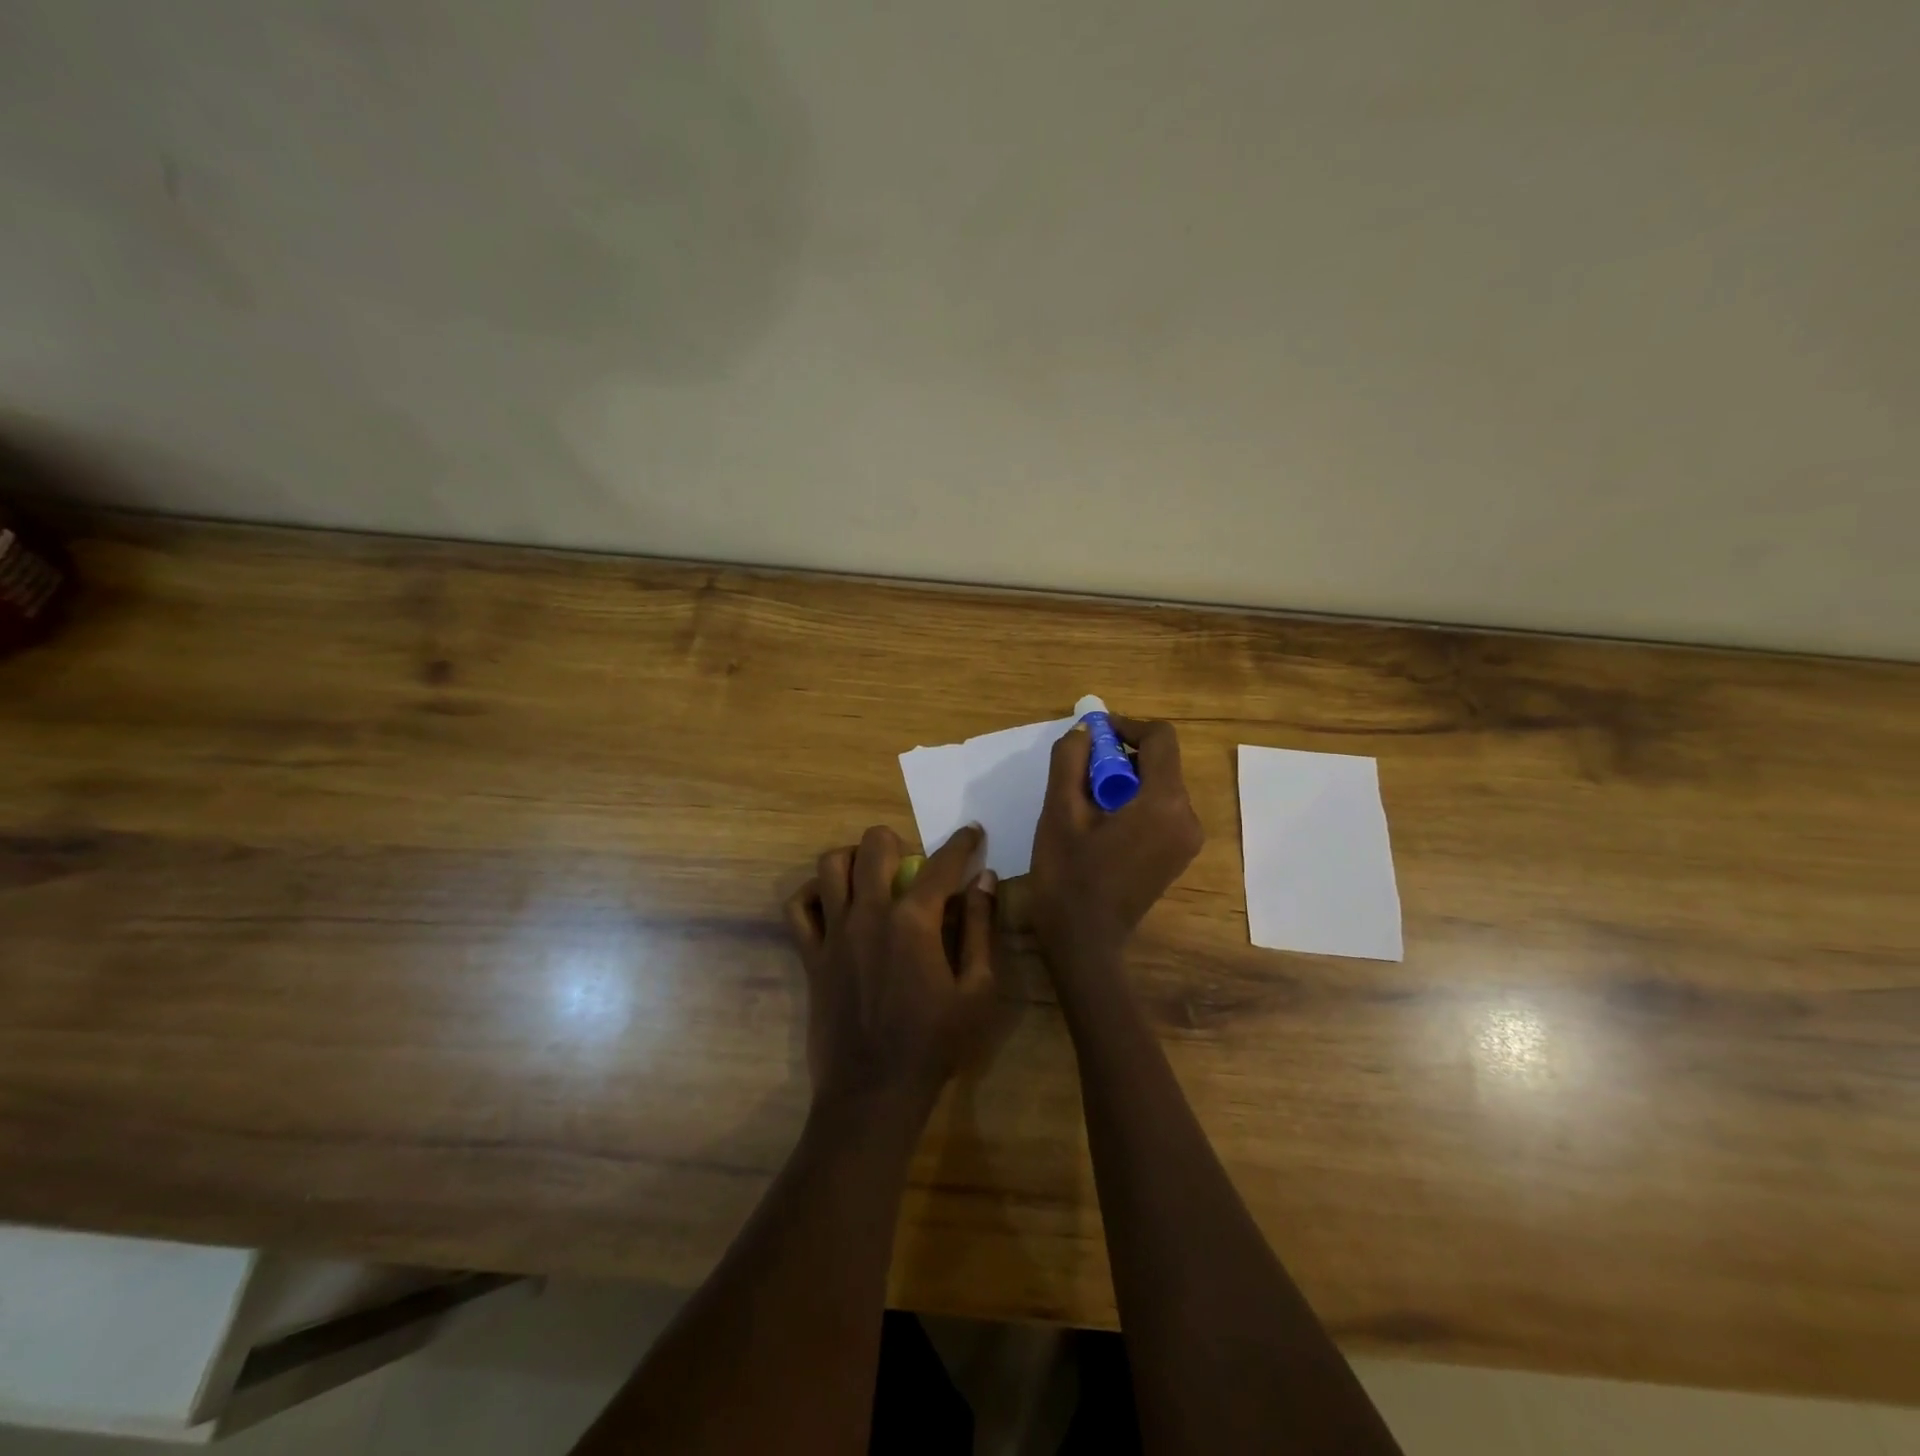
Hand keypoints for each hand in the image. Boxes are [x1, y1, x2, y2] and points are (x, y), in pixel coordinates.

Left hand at [785, 824, 999, 1119]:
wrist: (874, 1093)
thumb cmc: (935, 1045)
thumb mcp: (978, 991)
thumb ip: (981, 929)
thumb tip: (985, 880)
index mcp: (914, 921)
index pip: (942, 864)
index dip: (962, 843)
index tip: (972, 833)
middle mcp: (869, 914)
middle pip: (875, 846)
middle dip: (898, 841)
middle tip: (912, 864)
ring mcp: (834, 934)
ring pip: (830, 865)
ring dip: (853, 858)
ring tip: (871, 876)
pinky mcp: (812, 956)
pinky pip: (797, 908)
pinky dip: (813, 894)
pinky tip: (834, 904)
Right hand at [1030, 715, 1204, 967]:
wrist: (1084, 943)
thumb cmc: (1068, 877)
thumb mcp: (1058, 812)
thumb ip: (1070, 761)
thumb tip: (1084, 732)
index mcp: (1164, 803)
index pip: (1160, 738)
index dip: (1126, 726)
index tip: (1091, 736)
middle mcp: (1187, 817)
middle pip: (1160, 762)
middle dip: (1120, 756)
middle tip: (1079, 771)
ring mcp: (1186, 839)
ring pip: (1159, 785)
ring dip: (1124, 779)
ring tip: (1084, 798)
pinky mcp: (1177, 855)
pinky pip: (1160, 809)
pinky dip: (1133, 802)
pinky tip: (1101, 822)